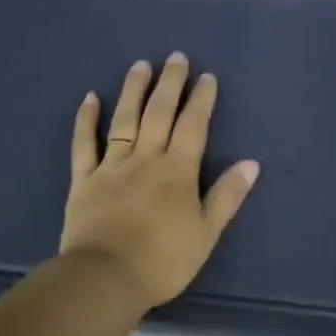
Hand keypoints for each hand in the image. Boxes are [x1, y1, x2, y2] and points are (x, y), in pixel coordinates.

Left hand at [62, 53, 260, 309]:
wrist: (106, 277)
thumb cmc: (163, 261)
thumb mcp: (206, 234)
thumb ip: (226, 197)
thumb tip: (251, 164)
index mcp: (178, 172)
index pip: (193, 127)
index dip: (201, 100)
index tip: (207, 77)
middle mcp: (146, 159)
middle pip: (159, 113)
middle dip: (170, 84)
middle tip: (176, 57)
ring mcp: (112, 166)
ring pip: (124, 120)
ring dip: (133, 90)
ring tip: (140, 65)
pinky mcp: (84, 179)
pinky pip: (84, 143)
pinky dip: (87, 120)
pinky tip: (91, 98)